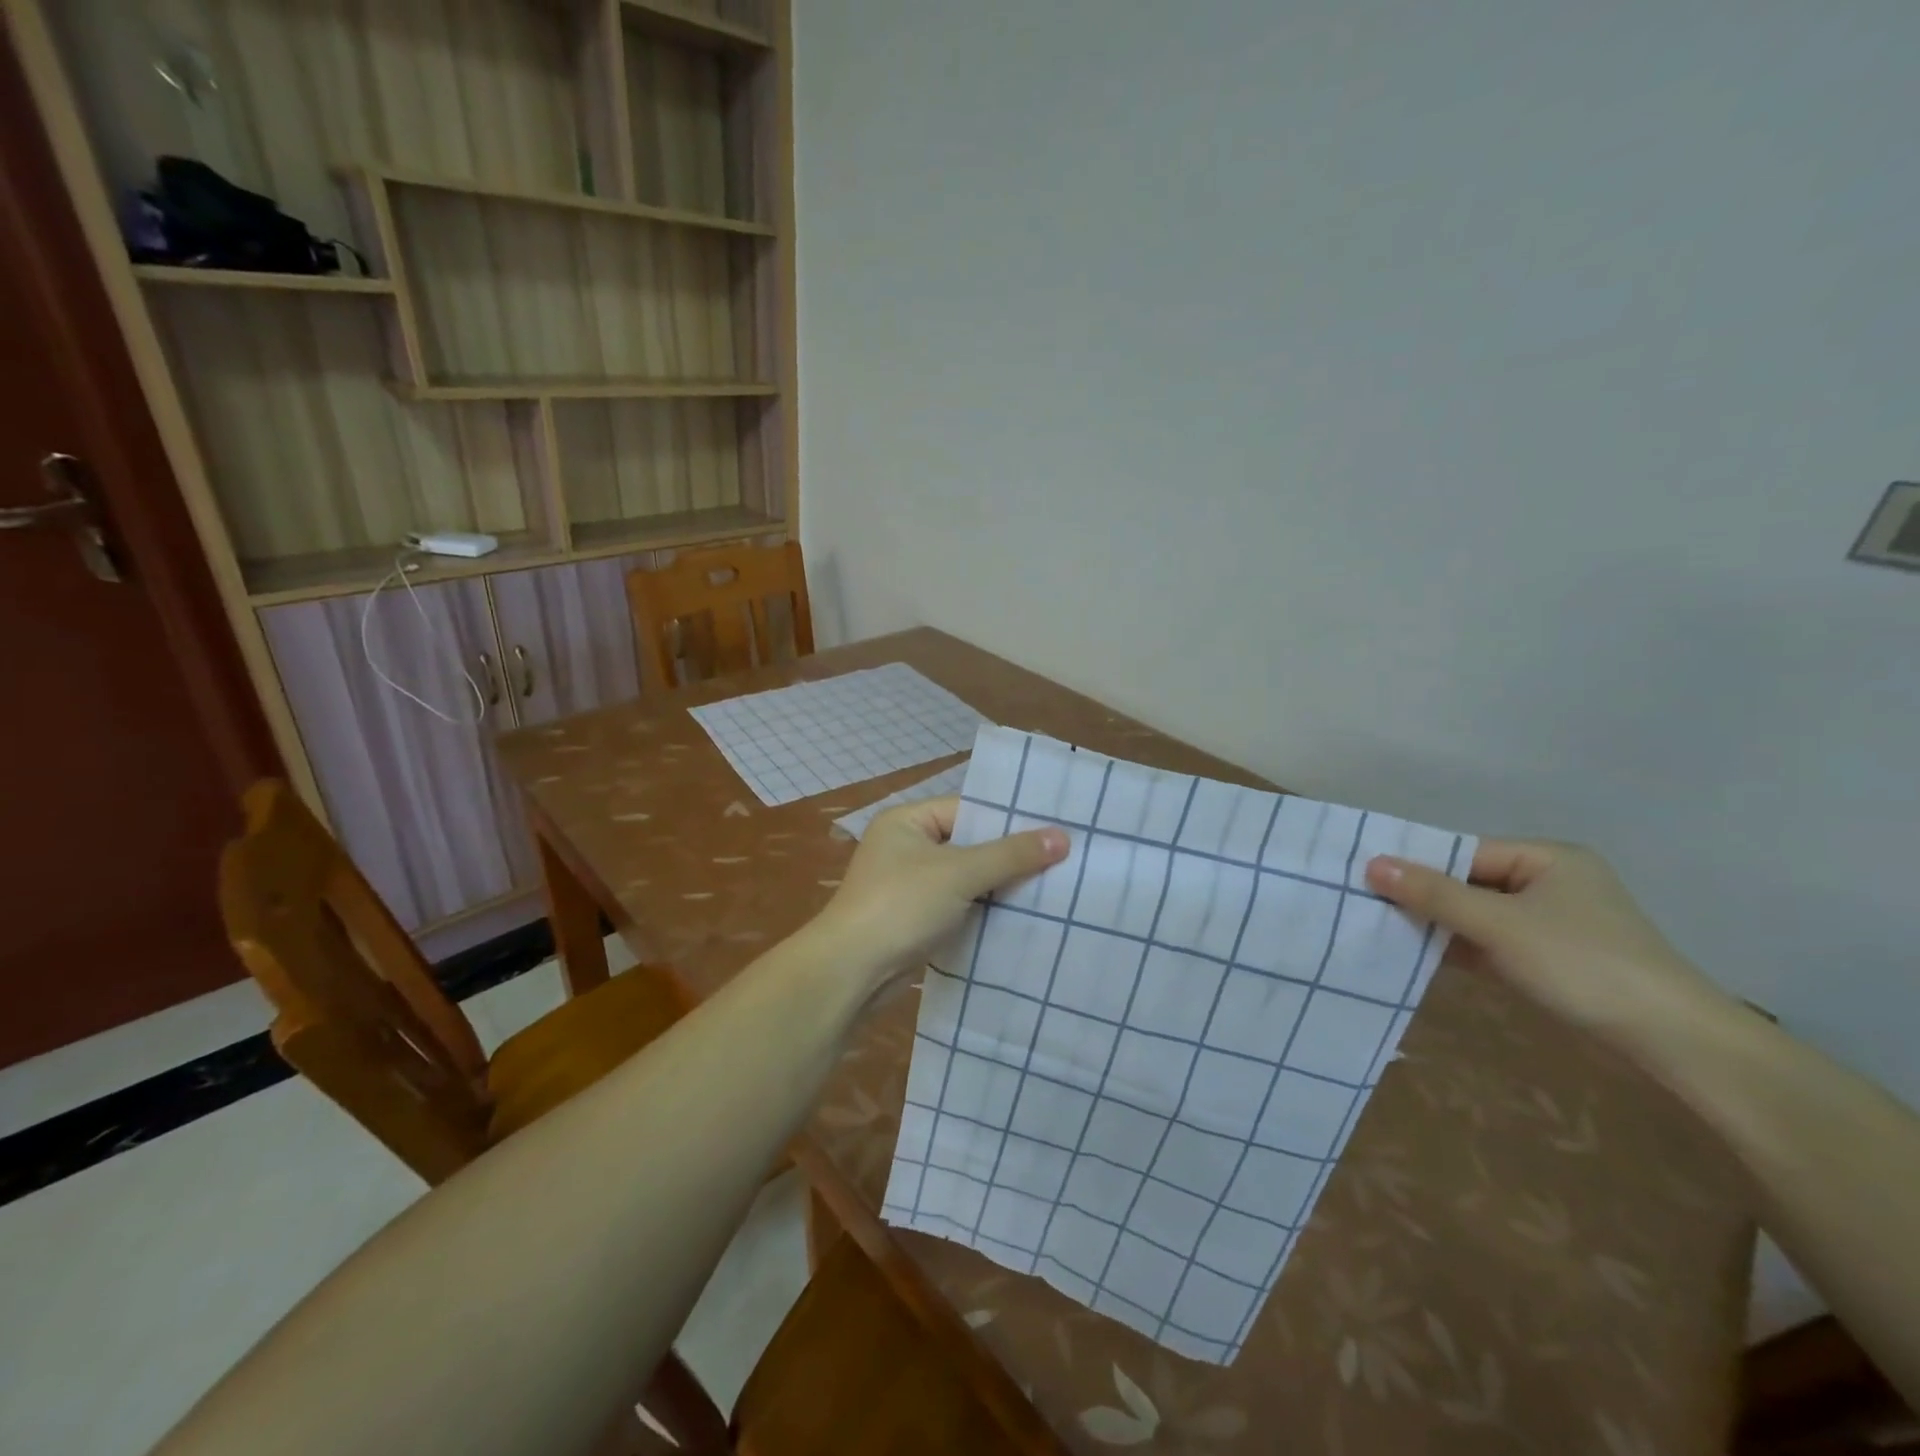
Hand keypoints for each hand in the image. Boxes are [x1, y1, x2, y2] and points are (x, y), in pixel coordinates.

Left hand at [811, 796, 1067, 992]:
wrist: (851, 972)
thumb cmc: (901, 906)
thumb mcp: (960, 873)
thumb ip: (1010, 855)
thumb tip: (1062, 837)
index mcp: (907, 821)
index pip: (967, 810)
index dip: (1008, 821)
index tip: (1053, 831)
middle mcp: (905, 847)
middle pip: (968, 844)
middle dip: (1008, 856)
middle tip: (1060, 860)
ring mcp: (908, 885)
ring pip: (965, 878)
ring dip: (998, 886)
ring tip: (1049, 888)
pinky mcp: (914, 918)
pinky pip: (957, 905)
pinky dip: (982, 910)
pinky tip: (1018, 917)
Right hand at [1364, 839, 1736, 1050]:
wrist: (1672, 1040)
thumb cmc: (1582, 964)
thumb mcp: (1499, 925)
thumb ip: (1434, 894)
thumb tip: (1372, 864)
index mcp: (1548, 858)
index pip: (1465, 851)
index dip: (1418, 864)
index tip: (1368, 878)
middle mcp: (1551, 882)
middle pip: (1469, 882)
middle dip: (1425, 897)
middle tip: (1369, 905)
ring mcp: (1554, 922)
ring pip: (1479, 914)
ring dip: (1440, 925)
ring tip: (1384, 931)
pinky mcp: (1554, 957)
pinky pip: (1493, 941)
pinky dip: (1462, 948)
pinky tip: (1422, 957)